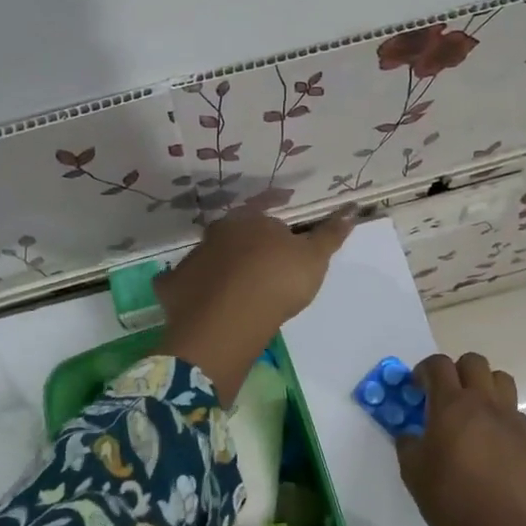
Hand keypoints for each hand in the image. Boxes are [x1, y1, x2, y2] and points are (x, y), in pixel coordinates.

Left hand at [156, 208, 354, 401]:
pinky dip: (189, 291)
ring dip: (218, 267)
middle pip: (233, 235)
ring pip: (207, 258)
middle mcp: (216, 233)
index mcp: (249, 221)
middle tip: (258, 262)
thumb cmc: (278, 280)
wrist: (230, 316)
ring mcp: (192, 259)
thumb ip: (330, 234)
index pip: (264, 211)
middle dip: (244, 243)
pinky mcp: (173, 287)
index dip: (275, 217)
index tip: (283, 229)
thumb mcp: (314, 258)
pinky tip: (198, 304)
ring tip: (232, 287)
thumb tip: (351, 208)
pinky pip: (181, 286)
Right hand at [399, 352, 525, 525]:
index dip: (424, 369)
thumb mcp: (412, 469)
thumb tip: (412, 434)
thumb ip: (409, 442)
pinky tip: (491, 441)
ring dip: (484, 386)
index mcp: (451, 404)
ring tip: (472, 411)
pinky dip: (501, 417)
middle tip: (445, 395)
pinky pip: (515, 413)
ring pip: (501, 380)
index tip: (416, 386)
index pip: (439, 364)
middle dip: (456, 370)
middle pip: (474, 362)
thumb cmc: (448, 498)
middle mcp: (484, 403)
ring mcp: (511, 420)